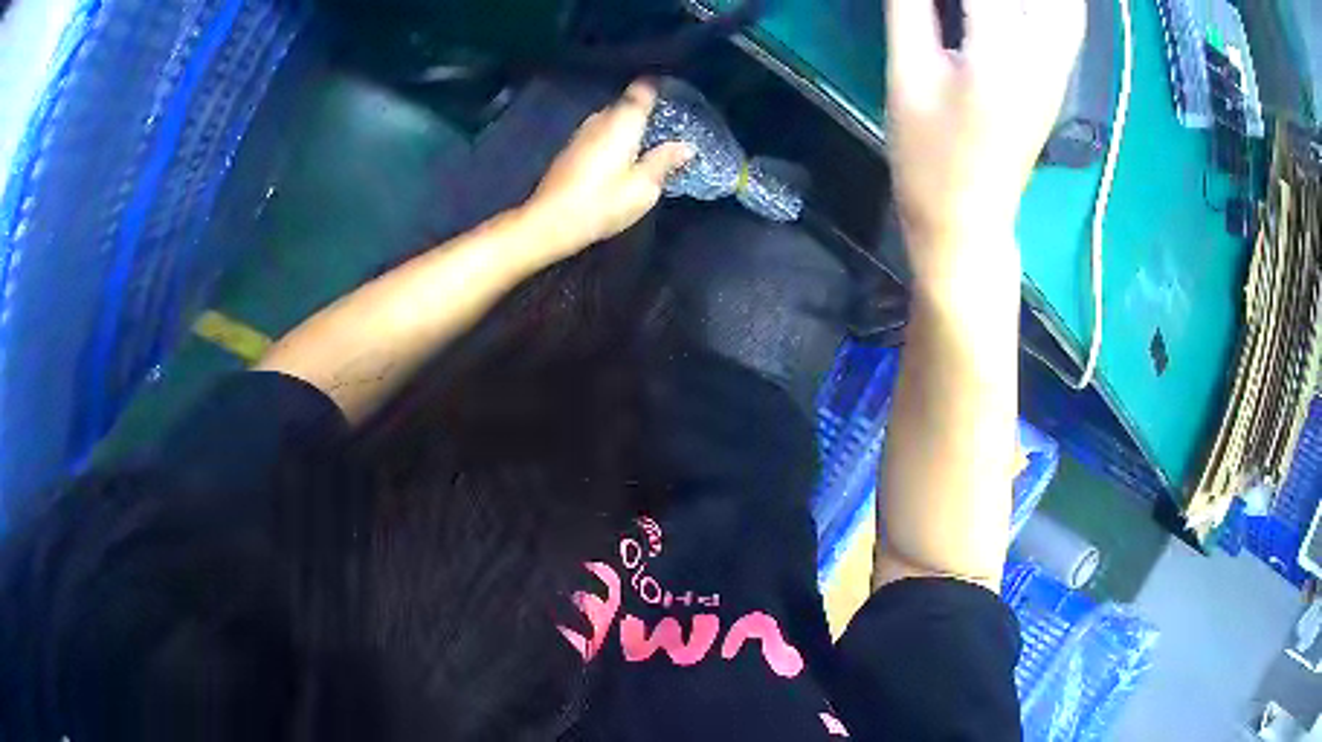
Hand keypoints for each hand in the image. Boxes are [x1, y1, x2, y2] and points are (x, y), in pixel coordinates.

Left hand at [524, 80, 693, 254]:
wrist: (550, 220)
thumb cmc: (603, 202)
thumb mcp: (644, 187)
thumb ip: (664, 161)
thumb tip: (685, 146)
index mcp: (623, 121)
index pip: (642, 90)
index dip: (657, 89)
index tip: (672, 96)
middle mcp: (601, 119)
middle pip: (626, 104)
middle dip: (644, 112)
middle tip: (665, 128)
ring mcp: (581, 133)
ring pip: (610, 120)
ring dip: (626, 128)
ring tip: (645, 144)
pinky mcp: (570, 150)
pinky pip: (598, 134)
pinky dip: (611, 140)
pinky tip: (620, 158)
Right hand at [886, 0, 1084, 267]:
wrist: (968, 219)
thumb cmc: (928, 155)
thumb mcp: (907, 74)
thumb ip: (912, 6)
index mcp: (1000, 53)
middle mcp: (1043, 55)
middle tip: (975, 0)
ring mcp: (1057, 69)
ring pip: (1067, 7)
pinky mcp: (1059, 79)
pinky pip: (1069, 21)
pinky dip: (1059, 2)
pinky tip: (1035, 2)